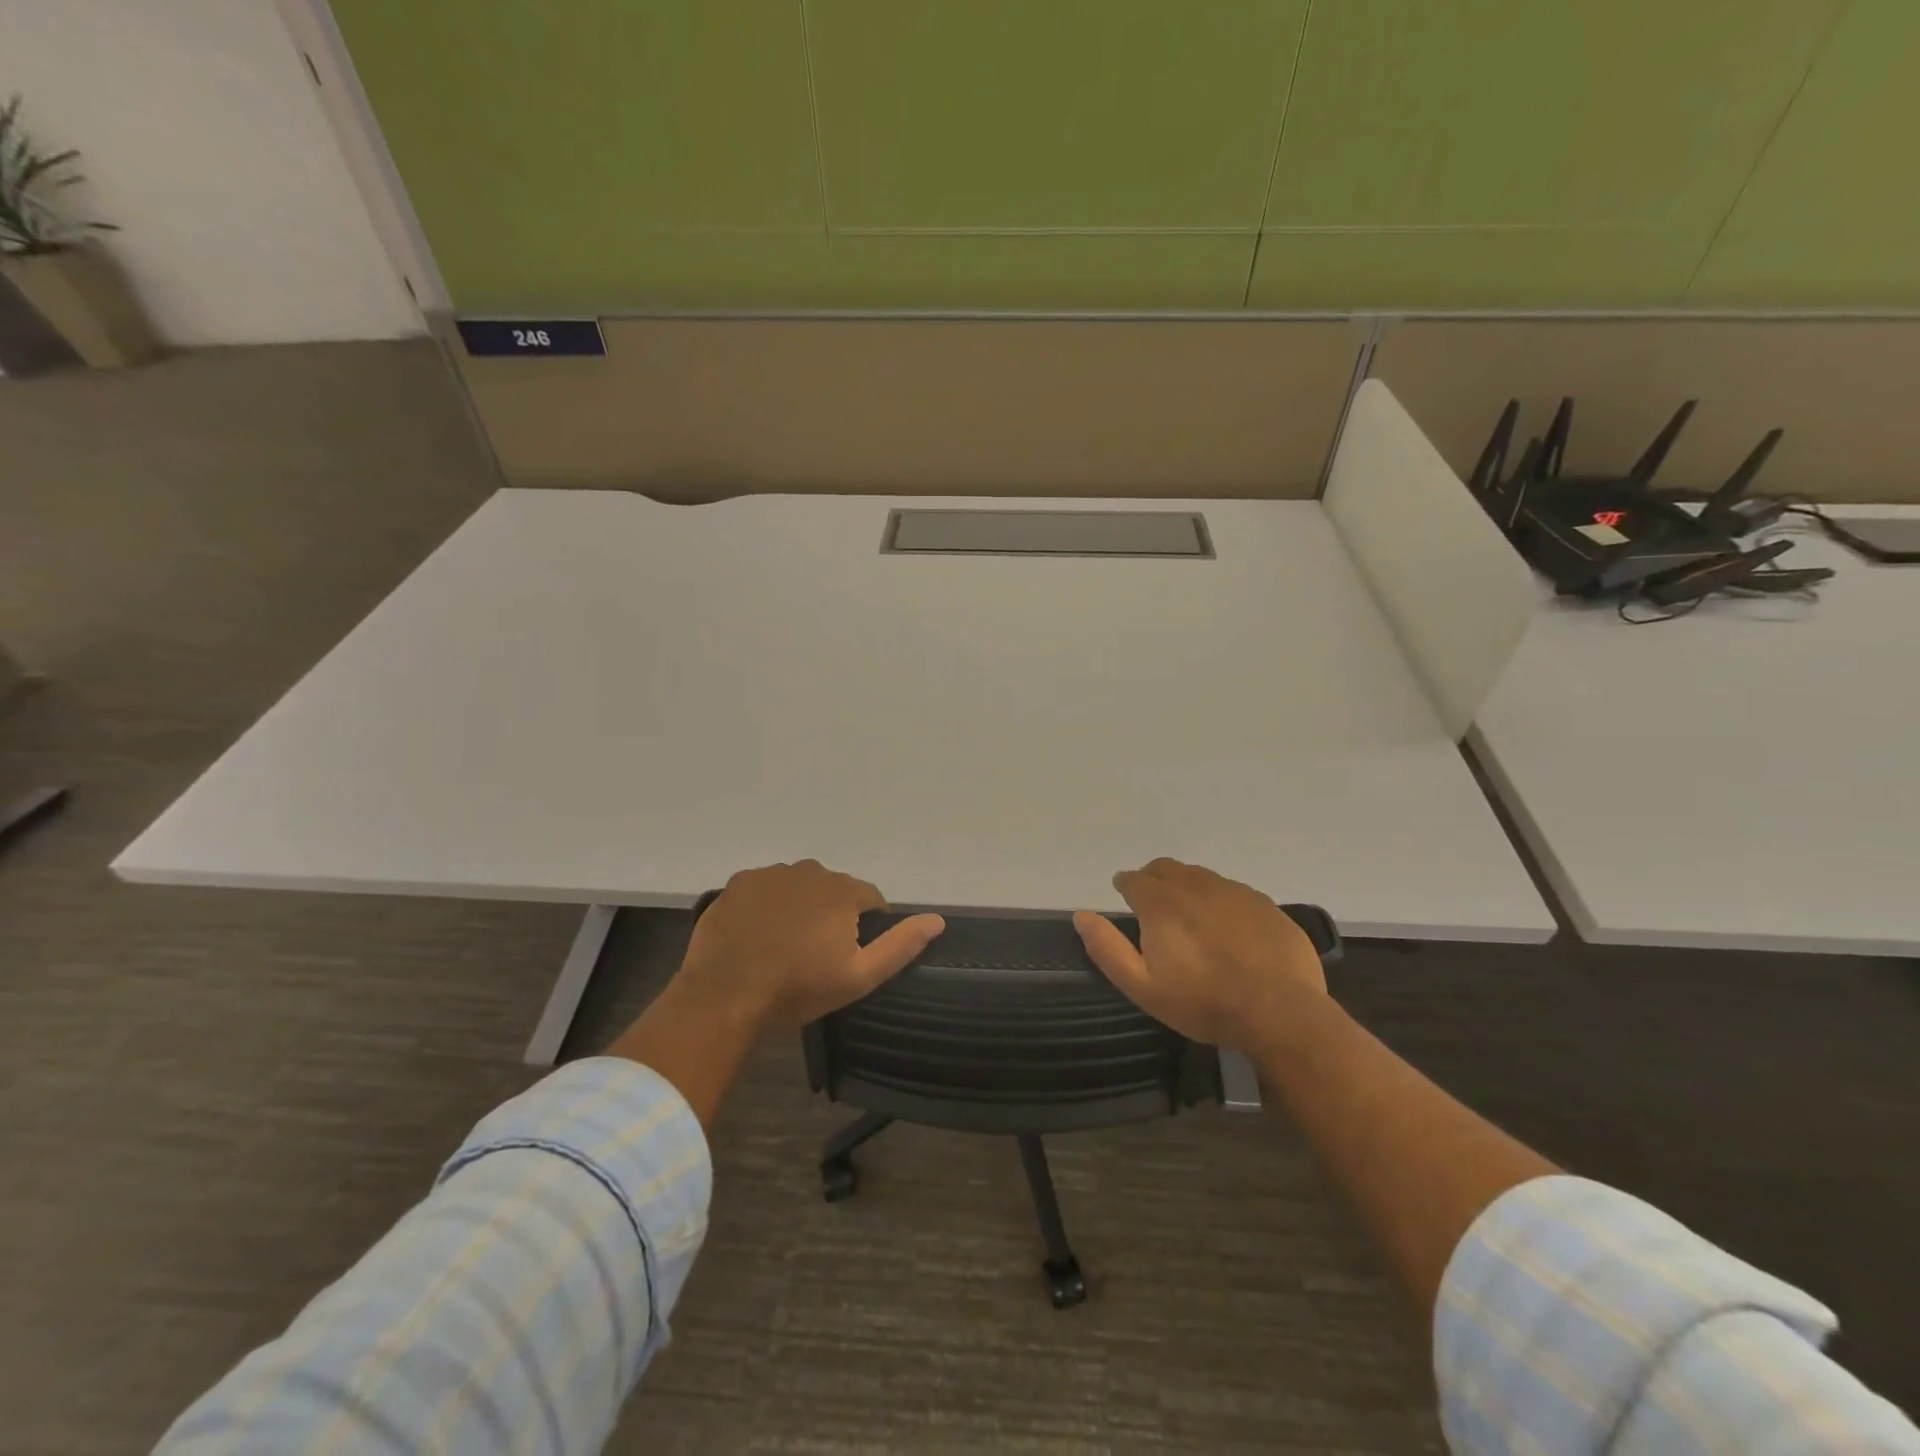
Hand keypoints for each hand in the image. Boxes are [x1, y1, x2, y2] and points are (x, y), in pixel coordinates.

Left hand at [673, 860, 945, 1032]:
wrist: (724, 996)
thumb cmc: (797, 989)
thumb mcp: (858, 977)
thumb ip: (900, 945)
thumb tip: (937, 920)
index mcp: (842, 890)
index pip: (869, 899)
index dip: (864, 927)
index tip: (848, 956)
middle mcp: (809, 870)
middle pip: (832, 890)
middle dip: (831, 915)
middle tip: (814, 955)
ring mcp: (770, 874)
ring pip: (798, 887)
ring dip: (799, 908)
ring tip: (783, 946)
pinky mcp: (738, 882)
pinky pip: (765, 889)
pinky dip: (766, 906)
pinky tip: (757, 935)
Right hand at [1073, 858, 1325, 1051]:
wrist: (1280, 1011)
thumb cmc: (1204, 1002)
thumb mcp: (1143, 987)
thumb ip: (1108, 949)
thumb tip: (1082, 916)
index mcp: (1161, 903)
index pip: (1134, 879)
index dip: (1125, 886)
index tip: (1124, 897)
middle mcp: (1195, 886)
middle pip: (1166, 868)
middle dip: (1153, 879)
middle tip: (1153, 903)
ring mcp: (1234, 892)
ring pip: (1200, 876)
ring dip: (1186, 886)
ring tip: (1189, 915)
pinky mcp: (1264, 904)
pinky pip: (1232, 891)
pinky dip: (1219, 900)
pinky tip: (1227, 927)